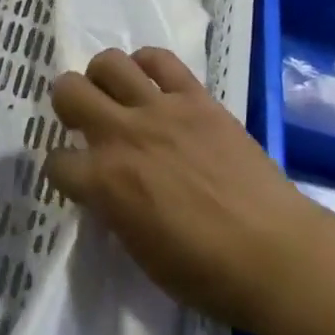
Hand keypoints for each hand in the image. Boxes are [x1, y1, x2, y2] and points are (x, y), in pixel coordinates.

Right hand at [45, 47, 316, 334]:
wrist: (278, 255)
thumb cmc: (208, 275)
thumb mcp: (142, 254)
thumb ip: (113, 211)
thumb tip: (105, 191)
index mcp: (105, 183)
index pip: (56, 162)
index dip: (61, 171)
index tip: (74, 176)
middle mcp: (123, 135)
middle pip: (68, 91)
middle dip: (67, 104)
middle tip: (84, 120)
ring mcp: (160, 109)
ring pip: (109, 62)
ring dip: (103, 77)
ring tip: (116, 94)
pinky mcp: (195, 97)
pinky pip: (160, 59)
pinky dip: (148, 64)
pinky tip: (152, 82)